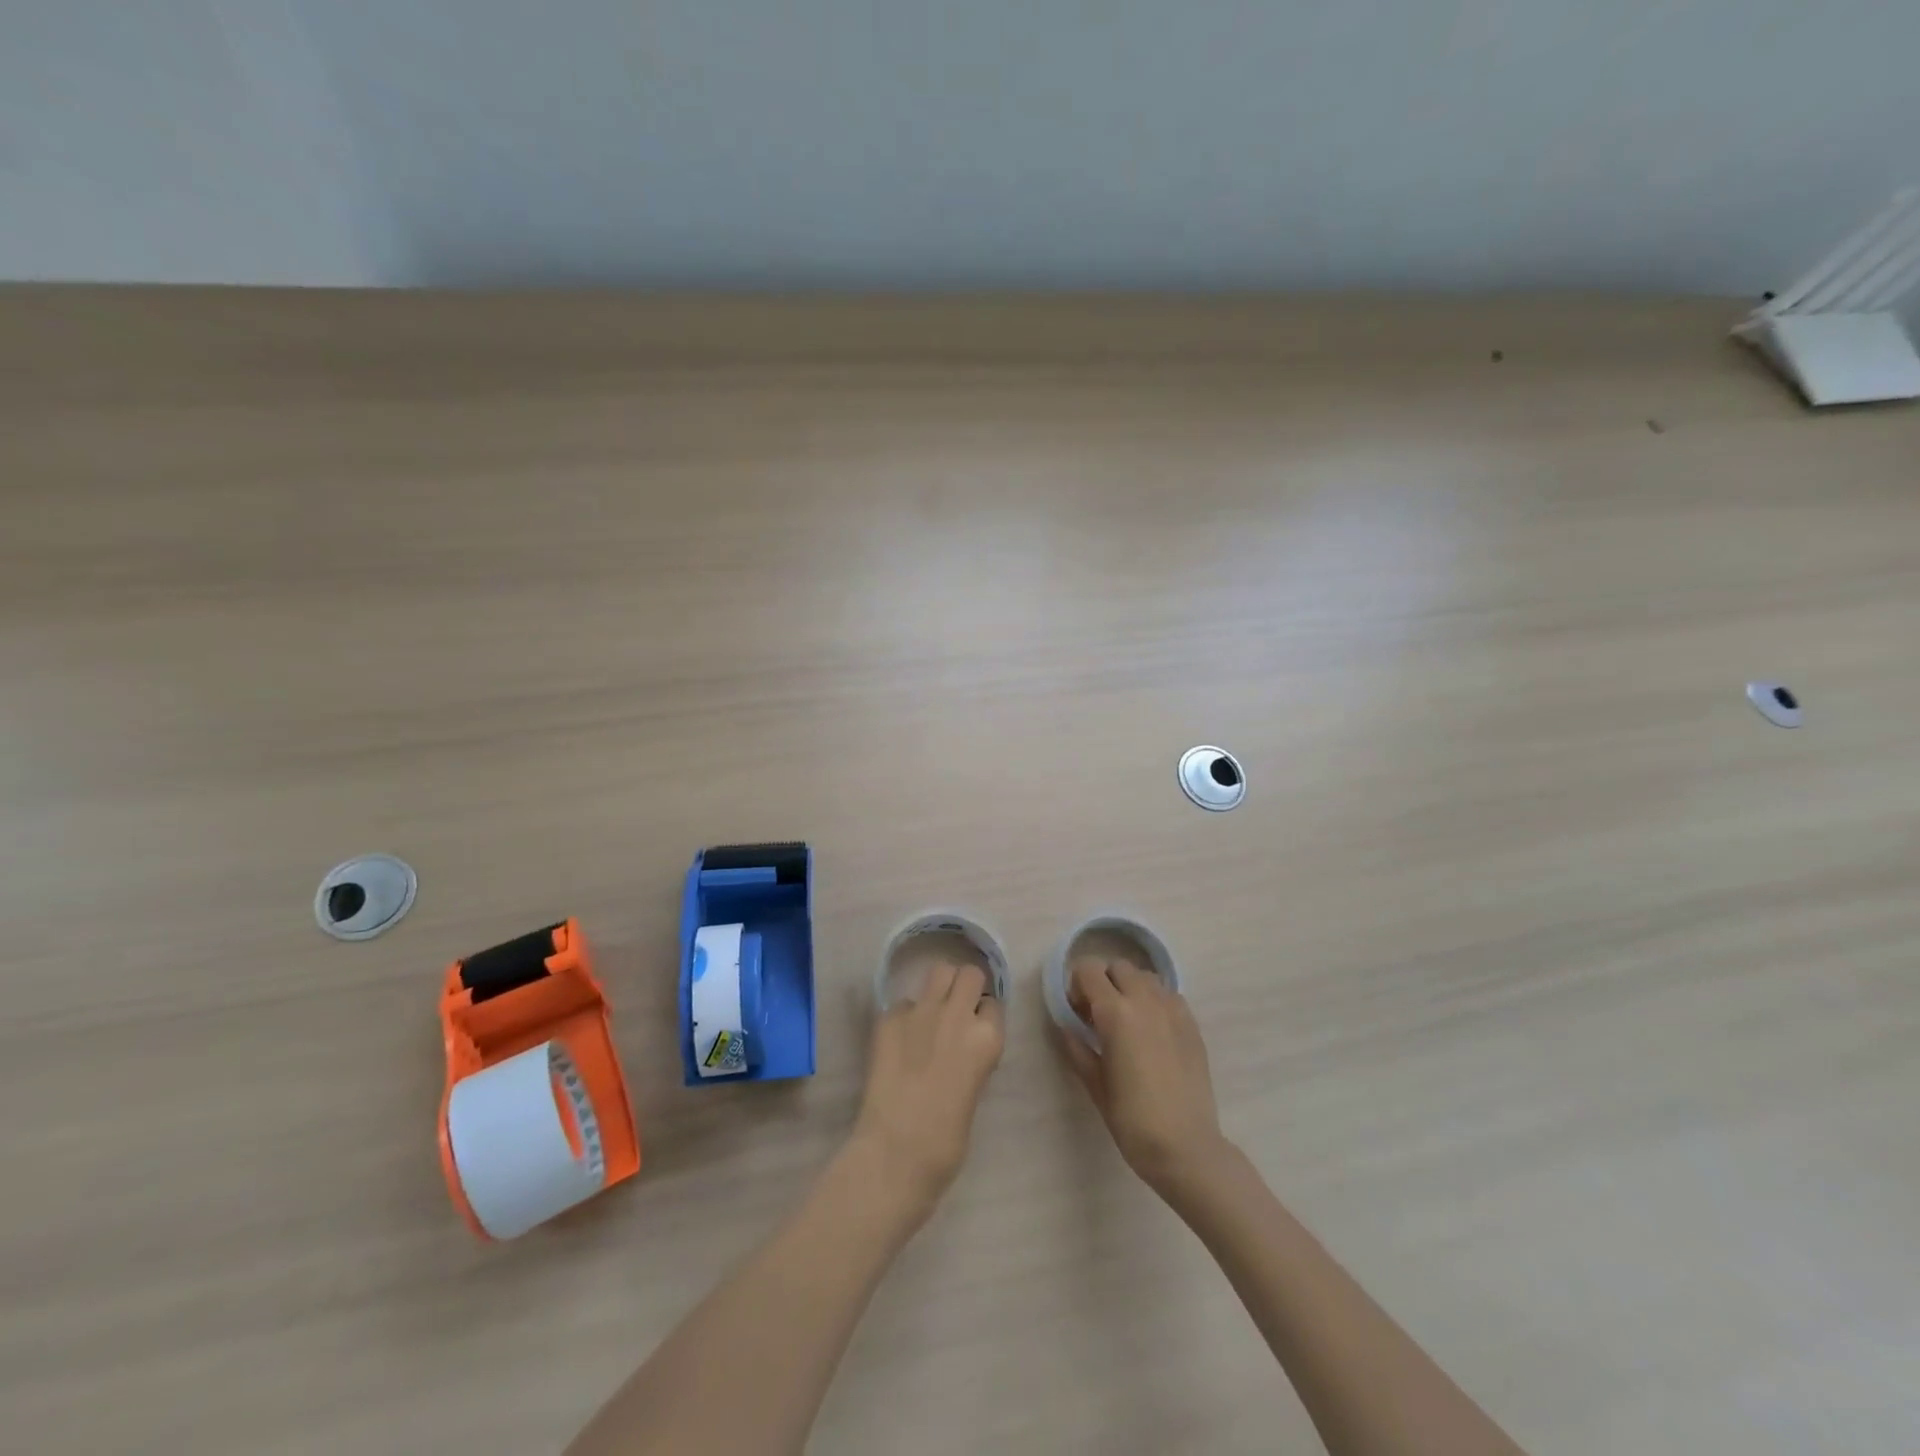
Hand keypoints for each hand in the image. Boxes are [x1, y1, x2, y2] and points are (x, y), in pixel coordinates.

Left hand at [850, 961, 1004, 1220]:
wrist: (896, 1151)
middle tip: (956, 1010)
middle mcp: (957, 1014)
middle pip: (969, 974)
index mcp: (987, 1039)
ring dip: (940, 987)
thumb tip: (963, 1044)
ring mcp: (921, 1011)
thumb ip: (973, 1056)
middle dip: (966, 987)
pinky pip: (904, 1002)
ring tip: (932, 1012)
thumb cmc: (946, 1140)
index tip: (976, 1029)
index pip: (994, 1004)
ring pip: (939, 971)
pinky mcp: (889, 1017)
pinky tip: (900, 1039)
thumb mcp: (975, 1090)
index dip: (984, 1015)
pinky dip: (906, 1015)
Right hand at [1056, 956, 1229, 1192]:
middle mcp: (1145, 1001)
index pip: (1089, 971)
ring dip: (1131, 988)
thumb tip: (1066, 1027)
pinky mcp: (1192, 1024)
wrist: (1186, 1147)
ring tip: (1129, 1021)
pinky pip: (1169, 995)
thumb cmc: (1132, 1120)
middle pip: (1118, 967)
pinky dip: (1156, 1001)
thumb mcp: (1095, 1085)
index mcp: (1115, 1013)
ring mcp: (1173, 1010)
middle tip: (1100, 1015)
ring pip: (1146, 977)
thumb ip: (1077, 1049)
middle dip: (1104, 982)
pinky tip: (1154, 1032)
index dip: (1077, 985)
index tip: (1077, 1012)